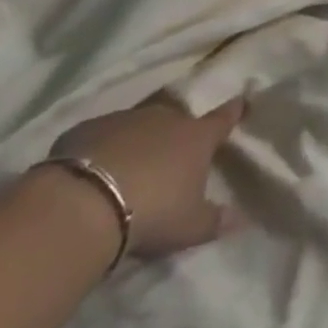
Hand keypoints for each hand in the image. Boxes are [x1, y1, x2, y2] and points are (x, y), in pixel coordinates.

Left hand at [48, 97, 247, 259]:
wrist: (84, 204)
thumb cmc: (152, 212)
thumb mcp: (189, 226)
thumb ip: (215, 221)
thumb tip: (242, 219)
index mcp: (196, 137)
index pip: (222, 119)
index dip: (232, 111)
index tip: (240, 101)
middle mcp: (165, 119)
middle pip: (176, 120)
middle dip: (175, 133)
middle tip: (169, 155)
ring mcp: (125, 120)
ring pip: (138, 125)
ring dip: (137, 141)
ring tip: (127, 168)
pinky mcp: (87, 129)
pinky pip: (100, 136)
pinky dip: (101, 148)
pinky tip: (91, 172)